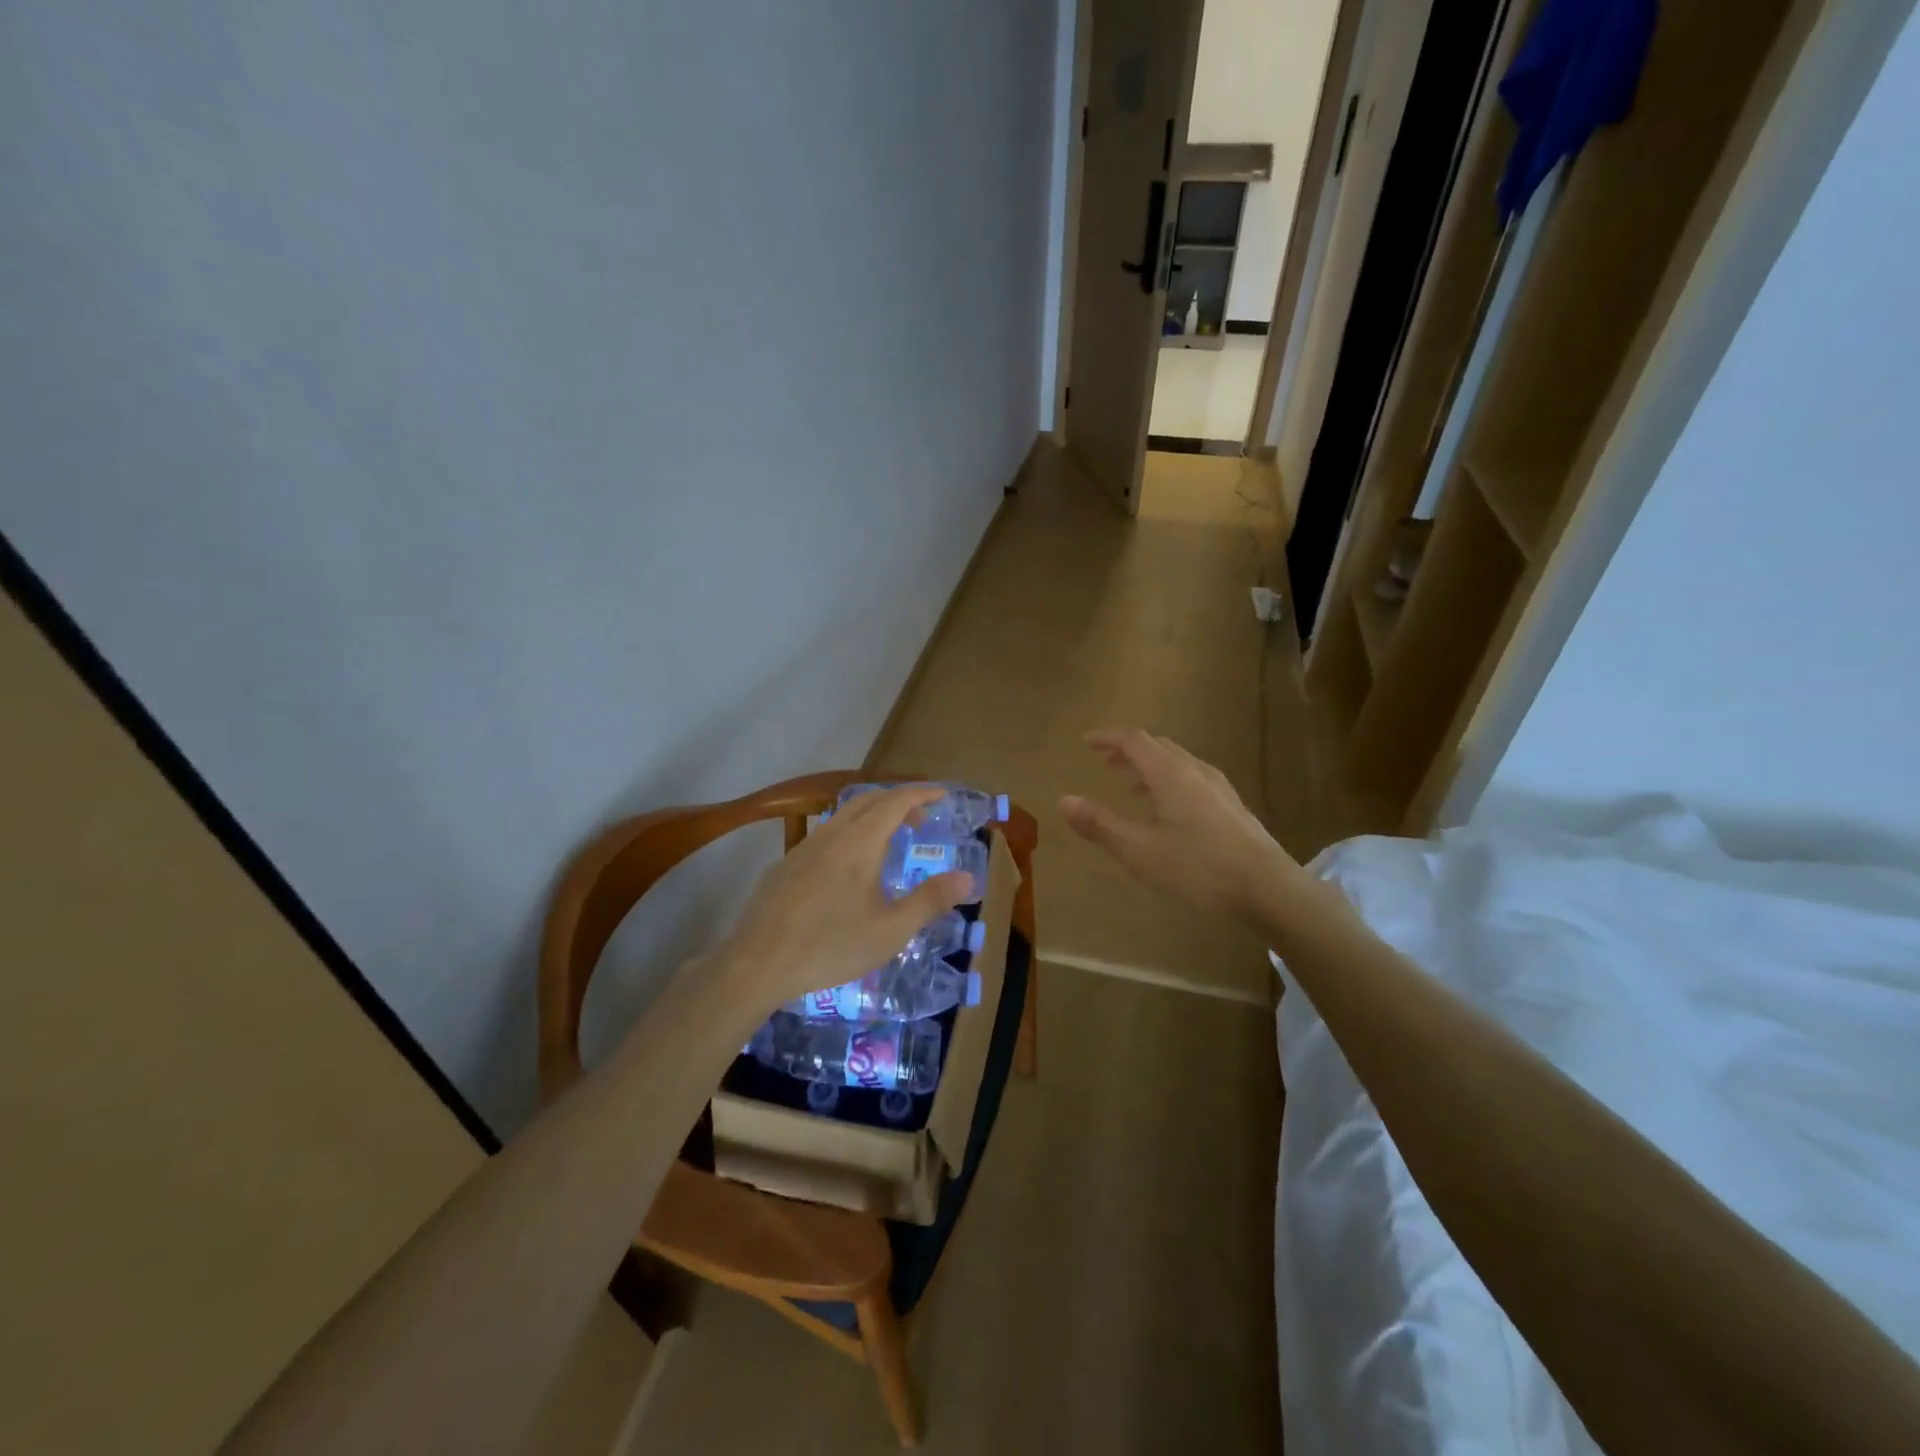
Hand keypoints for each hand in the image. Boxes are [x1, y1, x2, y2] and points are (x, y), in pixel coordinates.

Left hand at [711, 785, 972, 1020]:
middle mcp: (831, 835)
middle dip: (898, 802)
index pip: (895, 801)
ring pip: (842, 816)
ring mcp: (803, 848)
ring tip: (888, 844)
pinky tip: (847, 871)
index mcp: (859, 843)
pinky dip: (849, 835)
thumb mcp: (890, 931)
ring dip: (871, 818)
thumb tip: (968, 878)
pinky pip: (824, 835)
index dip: (921, 794)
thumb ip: (930, 901)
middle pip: (868, 800)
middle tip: (920, 821)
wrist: (756, 964)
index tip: (942, 795)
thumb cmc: (829, 946)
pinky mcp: (785, 866)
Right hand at [1060, 728, 1304, 919]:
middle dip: (1128, 750)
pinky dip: (1168, 779)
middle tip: (1105, 761)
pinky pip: (1191, 777)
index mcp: (1170, 774)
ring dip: (1148, 765)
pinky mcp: (1231, 805)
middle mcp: (1194, 770)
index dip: (1108, 738)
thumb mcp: (1140, 850)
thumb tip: (1064, 800)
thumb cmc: (1198, 867)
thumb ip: (1100, 824)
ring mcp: (1217, 787)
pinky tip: (1167, 808)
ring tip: (1130, 783)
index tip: (1087, 741)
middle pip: (1157, 746)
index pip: (1134, 740)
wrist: (1268, 888)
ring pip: (1176, 762)